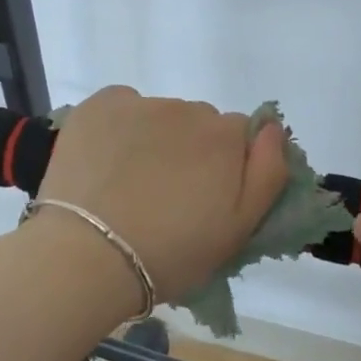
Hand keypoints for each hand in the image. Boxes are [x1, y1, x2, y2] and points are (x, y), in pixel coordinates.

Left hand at [38, 86, 289, 301]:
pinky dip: (120, 126)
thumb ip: (268, 173)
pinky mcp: (99, 105)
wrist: (87, 256)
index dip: (226, 166)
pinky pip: (122, 106)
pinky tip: (106, 161)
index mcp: (225, 137)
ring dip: (155, 139)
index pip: (239, 136)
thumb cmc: (171, 253)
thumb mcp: (239, 229)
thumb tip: (273, 128)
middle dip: (191, 151)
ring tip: (130, 184)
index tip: (205, 198)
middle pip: (199, 123)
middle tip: (167, 196)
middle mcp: (187, 109)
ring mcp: (140, 103)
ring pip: (160, 116)